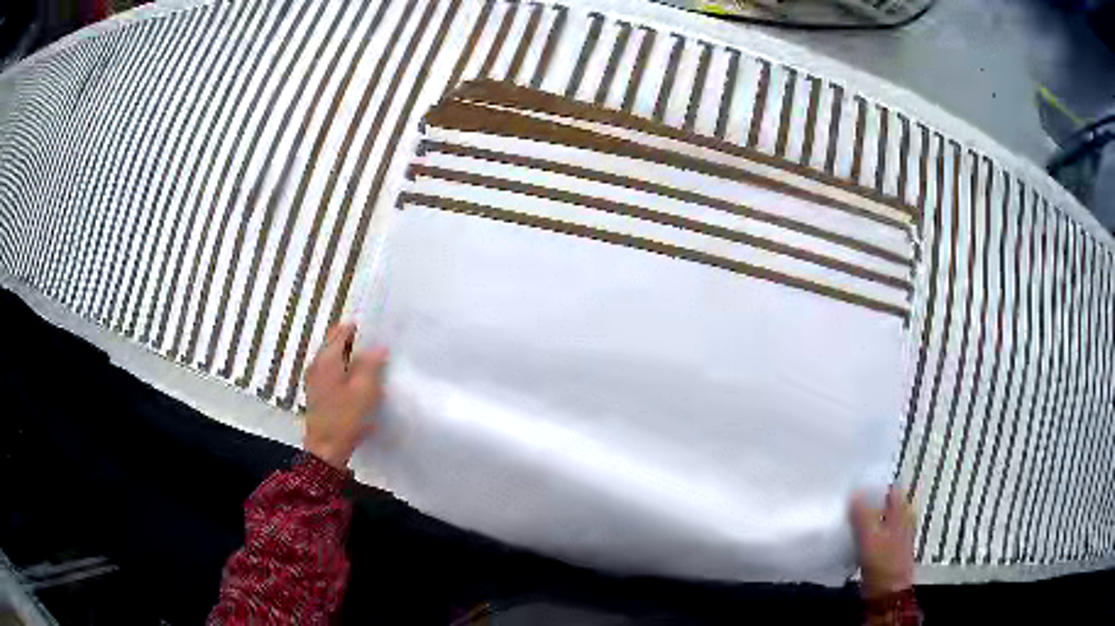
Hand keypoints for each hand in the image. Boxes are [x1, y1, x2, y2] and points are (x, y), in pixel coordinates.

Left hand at [303, 322, 387, 469]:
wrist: (326, 450)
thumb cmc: (345, 418)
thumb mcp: (364, 391)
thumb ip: (371, 365)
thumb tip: (379, 346)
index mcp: (327, 358)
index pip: (342, 330)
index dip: (360, 328)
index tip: (378, 332)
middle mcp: (317, 364)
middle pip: (337, 344)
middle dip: (357, 344)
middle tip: (379, 350)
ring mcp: (314, 379)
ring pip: (335, 360)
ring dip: (352, 360)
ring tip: (373, 368)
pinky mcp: (317, 393)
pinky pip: (333, 373)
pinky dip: (346, 373)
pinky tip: (360, 385)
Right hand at [850, 486, 915, 598]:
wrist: (886, 593)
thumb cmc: (884, 563)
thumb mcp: (871, 536)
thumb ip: (863, 514)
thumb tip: (855, 492)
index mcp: (903, 511)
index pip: (890, 488)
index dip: (874, 485)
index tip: (855, 484)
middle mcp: (901, 519)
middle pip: (883, 503)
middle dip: (866, 502)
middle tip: (846, 501)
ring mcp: (893, 535)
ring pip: (876, 519)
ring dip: (863, 518)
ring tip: (845, 517)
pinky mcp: (884, 550)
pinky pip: (872, 534)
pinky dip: (862, 532)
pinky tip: (849, 536)